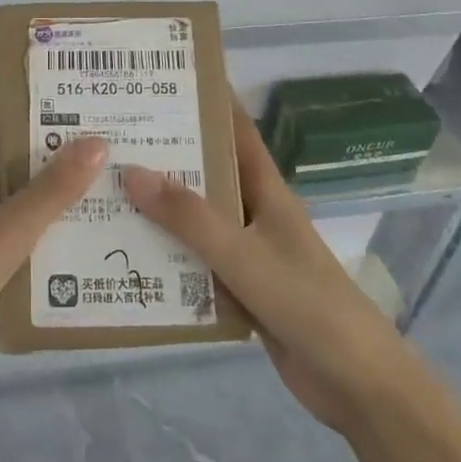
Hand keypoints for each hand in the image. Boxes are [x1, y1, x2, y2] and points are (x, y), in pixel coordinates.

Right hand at [120, 102, 397, 435]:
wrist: (354, 383)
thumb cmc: (306, 302)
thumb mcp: (243, 254)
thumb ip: (189, 217)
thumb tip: (130, 170)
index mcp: (265, 189)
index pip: (235, 130)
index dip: (207, 101)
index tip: (163, 78)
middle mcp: (254, 212)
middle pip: (206, 172)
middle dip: (166, 153)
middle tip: (112, 135)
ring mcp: (247, 251)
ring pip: (196, 219)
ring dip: (160, 207)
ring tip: (106, 188)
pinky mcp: (239, 288)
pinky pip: (195, 261)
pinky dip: (167, 254)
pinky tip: (127, 253)